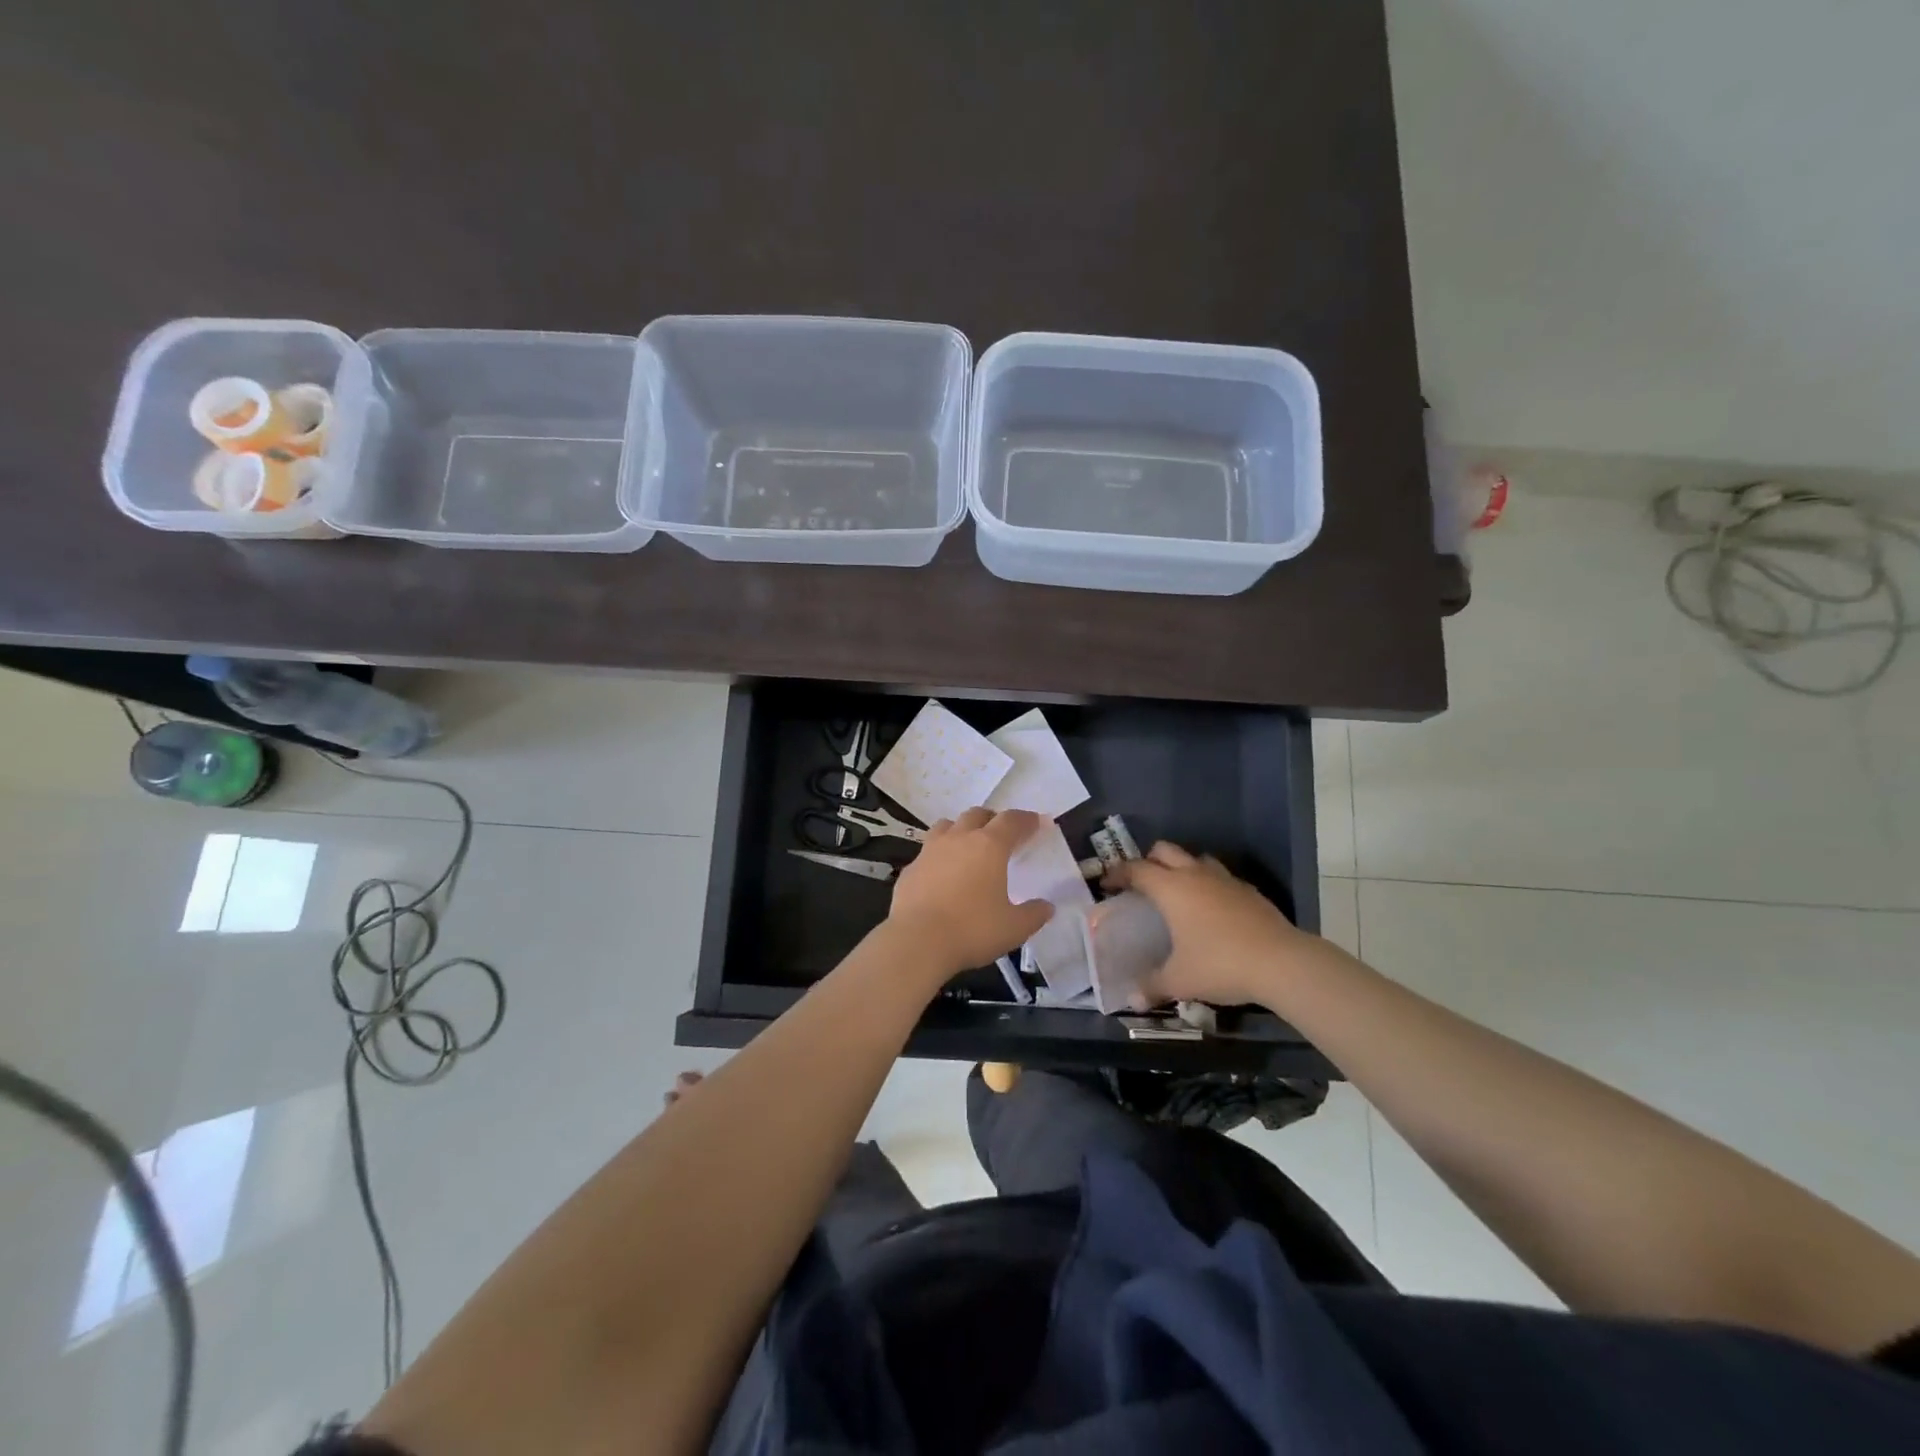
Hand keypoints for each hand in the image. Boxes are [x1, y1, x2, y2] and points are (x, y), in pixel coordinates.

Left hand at [887, 807, 1052, 976]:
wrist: (917, 941)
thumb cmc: (972, 930)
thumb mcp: (1014, 928)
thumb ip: (1034, 914)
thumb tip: (1047, 907)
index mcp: (989, 846)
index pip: (1011, 821)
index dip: (1026, 820)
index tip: (1036, 823)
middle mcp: (959, 839)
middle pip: (977, 814)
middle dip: (992, 820)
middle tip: (1002, 835)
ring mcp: (930, 851)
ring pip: (947, 825)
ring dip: (961, 830)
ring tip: (968, 846)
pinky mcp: (910, 868)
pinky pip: (927, 851)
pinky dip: (939, 855)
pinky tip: (942, 875)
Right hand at [1102, 841, 1311, 1007]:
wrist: (1282, 963)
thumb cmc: (1220, 964)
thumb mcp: (1180, 980)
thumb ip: (1153, 986)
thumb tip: (1132, 1000)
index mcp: (1171, 888)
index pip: (1136, 869)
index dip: (1118, 874)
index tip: (1107, 885)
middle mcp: (1195, 874)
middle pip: (1164, 850)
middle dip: (1148, 861)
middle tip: (1141, 884)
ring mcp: (1225, 880)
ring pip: (1196, 859)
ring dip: (1181, 868)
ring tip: (1177, 893)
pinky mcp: (1249, 891)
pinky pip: (1220, 878)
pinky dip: (1209, 885)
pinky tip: (1212, 910)